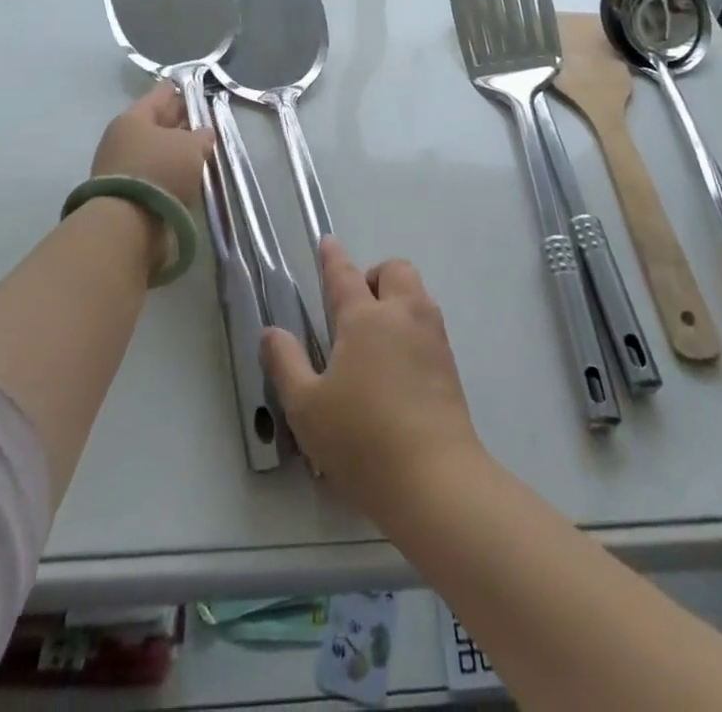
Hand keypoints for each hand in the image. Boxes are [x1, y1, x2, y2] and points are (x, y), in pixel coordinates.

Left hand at [90, 82, 214, 215]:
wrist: (128, 224)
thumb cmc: (160, 170)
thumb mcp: (191, 146)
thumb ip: (201, 136)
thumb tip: (204, 134)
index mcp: (133, 118)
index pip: (161, 95)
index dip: (180, 90)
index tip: (195, 87)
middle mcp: (123, 139)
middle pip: (157, 123)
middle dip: (180, 121)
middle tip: (203, 118)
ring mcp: (122, 167)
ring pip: (157, 150)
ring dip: (176, 150)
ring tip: (201, 150)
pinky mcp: (128, 193)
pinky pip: (155, 173)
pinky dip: (170, 172)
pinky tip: (188, 175)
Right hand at [261, 239, 485, 522]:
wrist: (435, 479)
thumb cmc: (361, 439)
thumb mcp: (306, 408)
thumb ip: (285, 364)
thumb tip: (271, 332)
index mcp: (365, 318)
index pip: (345, 275)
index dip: (333, 257)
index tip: (328, 242)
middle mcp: (403, 315)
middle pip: (394, 270)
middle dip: (375, 276)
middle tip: (355, 309)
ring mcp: (432, 337)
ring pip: (417, 294)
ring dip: (397, 298)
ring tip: (375, 339)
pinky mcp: (449, 364)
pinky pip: (429, 324)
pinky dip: (412, 327)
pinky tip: (397, 366)